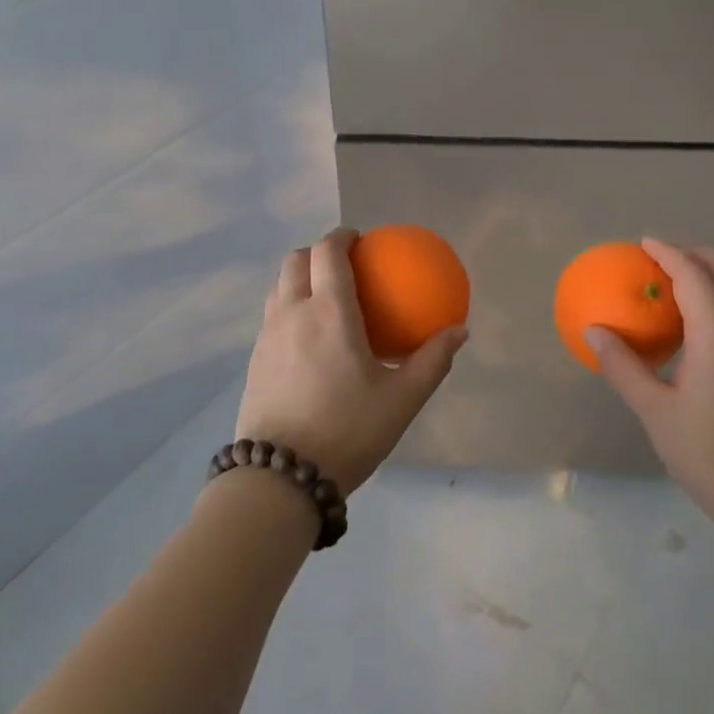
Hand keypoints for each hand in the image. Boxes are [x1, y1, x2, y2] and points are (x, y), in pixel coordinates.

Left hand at [236, 228, 466, 493]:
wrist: (281, 477)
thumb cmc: (348, 430)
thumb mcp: (402, 399)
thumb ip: (433, 360)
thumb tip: (459, 330)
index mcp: (328, 311)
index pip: (328, 252)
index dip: (342, 236)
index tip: (360, 239)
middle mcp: (292, 313)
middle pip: (295, 261)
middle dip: (317, 252)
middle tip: (343, 265)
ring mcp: (267, 337)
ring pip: (278, 287)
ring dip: (299, 278)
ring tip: (324, 297)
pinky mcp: (254, 361)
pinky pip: (271, 317)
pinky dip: (289, 308)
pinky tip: (308, 340)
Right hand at [589, 238, 713, 536]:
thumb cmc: (707, 454)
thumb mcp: (654, 411)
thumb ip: (623, 366)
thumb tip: (593, 331)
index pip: (694, 277)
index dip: (668, 254)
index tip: (644, 243)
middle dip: (697, 255)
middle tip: (664, 257)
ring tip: (685, 283)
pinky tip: (705, 326)